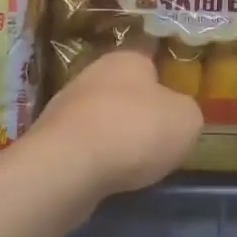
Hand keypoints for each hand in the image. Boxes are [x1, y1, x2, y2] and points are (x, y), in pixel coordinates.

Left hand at [28, 43, 203, 196]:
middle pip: (124, 91)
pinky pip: (83, 147)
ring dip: (115, 138)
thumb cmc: (135, 131)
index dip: (165, 83)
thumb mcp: (187, 120)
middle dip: (139, 113)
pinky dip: (96, 160)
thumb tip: (176, 115)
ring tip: (134, 165)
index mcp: (127, 59)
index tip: (175, 107)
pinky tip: (107, 177)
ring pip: (101, 119)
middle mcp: (92, 74)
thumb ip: (187, 113)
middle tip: (159, 139)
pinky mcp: (49, 140)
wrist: (68, 167)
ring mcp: (65, 107)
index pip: (150, 61)